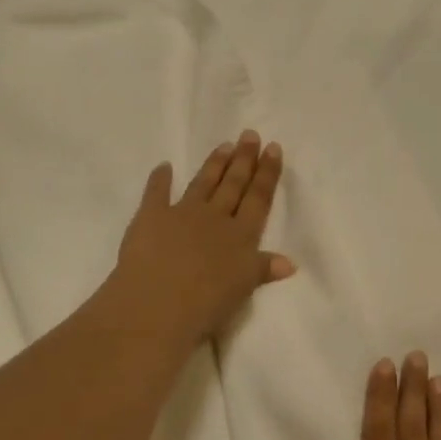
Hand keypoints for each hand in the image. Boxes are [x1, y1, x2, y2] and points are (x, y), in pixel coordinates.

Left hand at [113, 131, 294, 346]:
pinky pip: (156, 193)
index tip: (273, 148)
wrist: (158, 304)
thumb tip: (290, 263)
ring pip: (203, 183)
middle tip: (250, 135)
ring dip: (214, 165)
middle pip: (233, 184)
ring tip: (224, 145)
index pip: (259, 198)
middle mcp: (215, 218)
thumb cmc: (206, 304)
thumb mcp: (243, 289)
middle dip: (244, 160)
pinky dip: (159, 179)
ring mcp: (182, 214)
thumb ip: (263, 270)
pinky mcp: (150, 217)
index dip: (267, 173)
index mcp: (241, 236)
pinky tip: (164, 166)